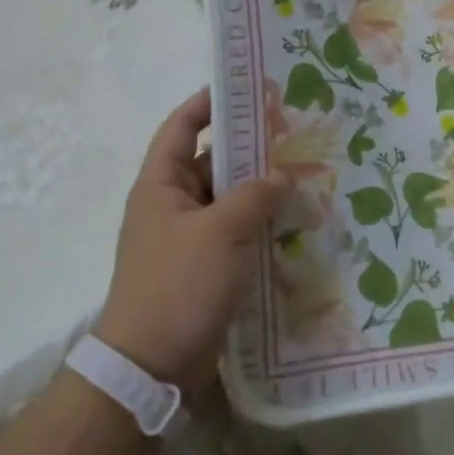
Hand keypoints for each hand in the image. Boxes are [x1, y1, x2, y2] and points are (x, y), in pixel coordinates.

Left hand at [94, 90, 286, 393]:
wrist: (151, 366)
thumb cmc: (179, 284)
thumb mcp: (221, 231)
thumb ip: (255, 195)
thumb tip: (282, 175)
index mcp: (160, 184)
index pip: (180, 127)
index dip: (206, 103)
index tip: (244, 88)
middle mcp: (170, 205)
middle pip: (210, 162)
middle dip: (247, 147)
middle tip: (291, 132)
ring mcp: (187, 237)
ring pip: (226, 199)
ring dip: (257, 188)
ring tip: (302, 173)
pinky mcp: (202, 267)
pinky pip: (233, 231)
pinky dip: (258, 222)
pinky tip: (293, 219)